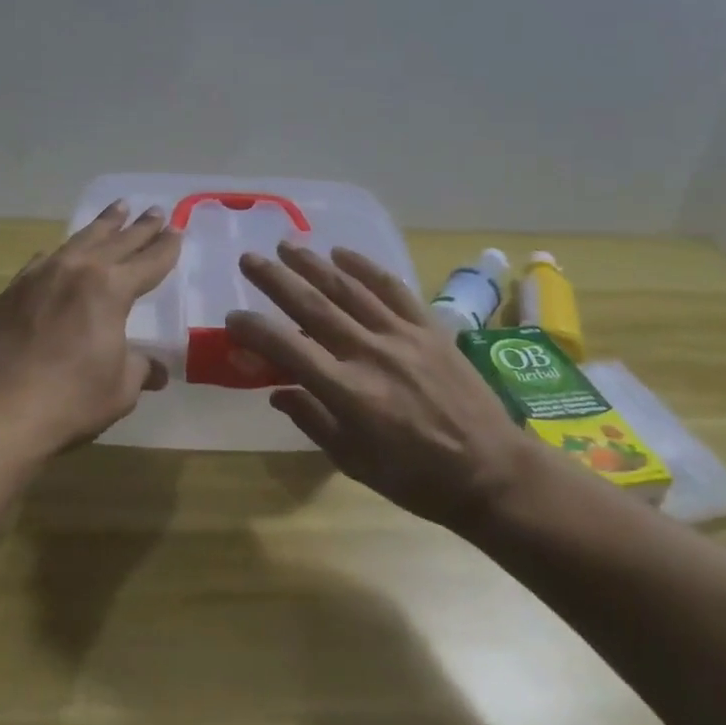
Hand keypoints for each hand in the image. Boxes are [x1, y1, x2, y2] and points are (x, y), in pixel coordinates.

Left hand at [0, 201, 181, 457]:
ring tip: (118, 208)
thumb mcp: (120, 388)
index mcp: (112, 289)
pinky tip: (64, 249)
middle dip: (140, 227)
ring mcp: (42, 275)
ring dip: (103, 225)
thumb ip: (140, 369)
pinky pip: (46, 258)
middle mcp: (78, 270)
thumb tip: (156, 370)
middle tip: (155, 210)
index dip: (166, 248)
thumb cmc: (70, 399)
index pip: (149, 261)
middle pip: (117, 241)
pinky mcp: (14, 288)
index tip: (177, 232)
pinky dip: (63, 250)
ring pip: (80, 240)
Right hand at [225, 241, 534, 530]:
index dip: (255, 331)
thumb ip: (313, 420)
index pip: (288, 349)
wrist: (492, 472)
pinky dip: (366, 267)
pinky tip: (343, 253)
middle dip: (276, 280)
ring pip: (349, 289)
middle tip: (249, 259)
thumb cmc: (417, 478)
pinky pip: (393, 289)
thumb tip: (277, 390)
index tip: (233, 319)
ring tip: (287, 246)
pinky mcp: (430, 328)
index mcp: (348, 392)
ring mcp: (402, 335)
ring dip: (314, 264)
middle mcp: (370, 353)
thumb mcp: (355, 462)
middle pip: (313, 307)